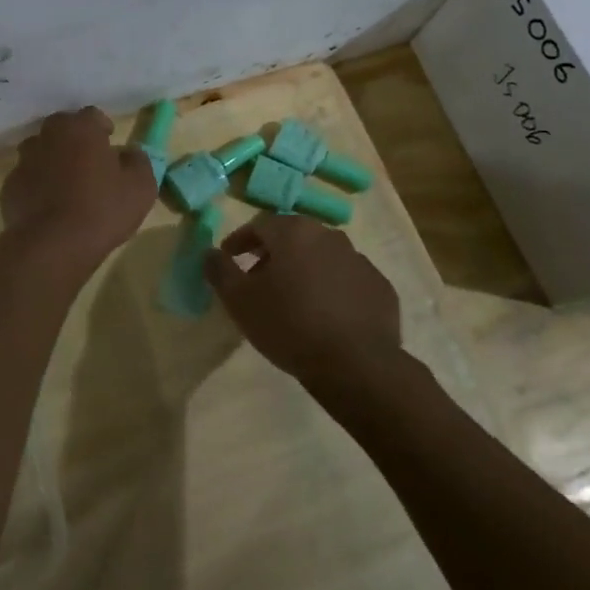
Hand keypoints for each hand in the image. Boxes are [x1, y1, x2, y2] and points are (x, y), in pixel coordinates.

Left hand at [0, 108, 156, 270]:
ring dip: (53, 161)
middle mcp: (47, 137)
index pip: (92, 115)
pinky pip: (28, 179)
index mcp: (80, 129)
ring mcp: (23, 162)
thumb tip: (130, 153)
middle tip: (89, 163)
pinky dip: (38, 186)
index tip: (110, 143)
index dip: (103, 127)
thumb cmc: (102, 210)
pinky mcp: (9, 188)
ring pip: (41, 152)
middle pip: (62, 129)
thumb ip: (138, 161)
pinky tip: (49, 207)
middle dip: (75, 140)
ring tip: (67, 185)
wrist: (52, 246)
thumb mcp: (141, 187)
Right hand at [204, 215, 402, 388]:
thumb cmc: (289, 325)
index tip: (230, 259)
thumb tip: (210, 253)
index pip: (259, 224)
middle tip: (258, 279)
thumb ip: (220, 271)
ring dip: (304, 269)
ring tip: (292, 300)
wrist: (356, 364)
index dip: (240, 241)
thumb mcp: (240, 301)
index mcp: (294, 233)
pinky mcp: (379, 287)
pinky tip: (325, 315)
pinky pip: (347, 280)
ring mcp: (359, 260)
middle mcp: (329, 236)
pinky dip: (332, 288)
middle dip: (273, 253)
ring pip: (322, 257)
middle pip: (293, 237)